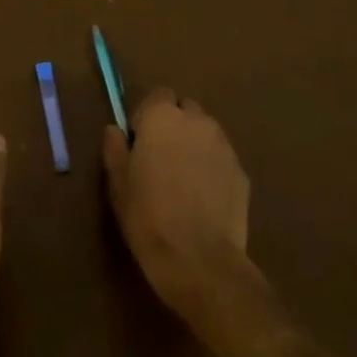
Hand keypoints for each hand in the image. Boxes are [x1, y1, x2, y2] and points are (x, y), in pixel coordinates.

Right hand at [104, 89, 250, 315]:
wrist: (200, 260)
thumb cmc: (149, 217)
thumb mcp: (118, 184)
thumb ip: (115, 149)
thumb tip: (115, 130)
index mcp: (162, 117)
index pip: (157, 96)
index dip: (147, 116)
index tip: (139, 143)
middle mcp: (196, 121)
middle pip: (185, 109)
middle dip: (174, 125)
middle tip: (161, 159)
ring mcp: (223, 145)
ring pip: (205, 133)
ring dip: (194, 144)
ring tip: (184, 180)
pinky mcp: (241, 171)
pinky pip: (221, 158)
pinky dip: (212, 168)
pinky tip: (203, 198)